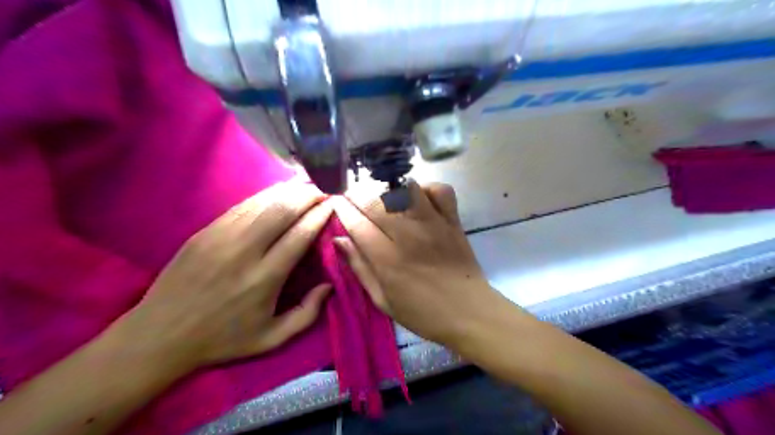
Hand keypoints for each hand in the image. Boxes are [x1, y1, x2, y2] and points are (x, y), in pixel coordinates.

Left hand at [116, 182, 332, 373]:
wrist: (159, 336)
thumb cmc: (222, 339)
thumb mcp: (271, 339)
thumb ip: (307, 314)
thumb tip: (329, 285)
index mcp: (265, 278)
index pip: (300, 234)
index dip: (320, 215)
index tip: (333, 204)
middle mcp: (244, 251)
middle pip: (282, 210)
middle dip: (307, 196)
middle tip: (322, 191)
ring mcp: (220, 237)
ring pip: (261, 202)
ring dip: (287, 191)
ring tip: (305, 187)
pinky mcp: (204, 232)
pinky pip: (241, 206)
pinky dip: (263, 196)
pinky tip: (276, 193)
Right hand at [332, 181, 502, 345]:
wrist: (469, 312)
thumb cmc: (422, 313)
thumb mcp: (382, 300)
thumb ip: (360, 268)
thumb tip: (339, 240)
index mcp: (388, 260)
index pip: (357, 224)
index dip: (342, 209)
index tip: (335, 202)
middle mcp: (409, 236)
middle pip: (376, 201)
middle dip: (358, 194)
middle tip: (353, 197)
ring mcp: (433, 224)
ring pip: (406, 189)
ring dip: (390, 189)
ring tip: (384, 197)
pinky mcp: (453, 220)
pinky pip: (440, 190)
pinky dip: (427, 188)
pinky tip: (419, 199)